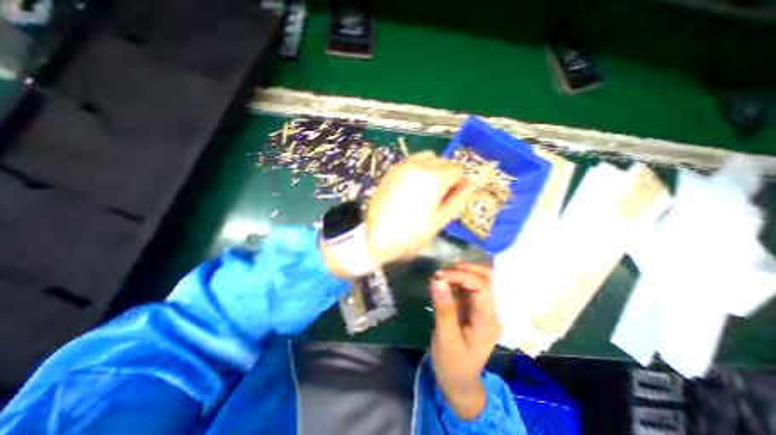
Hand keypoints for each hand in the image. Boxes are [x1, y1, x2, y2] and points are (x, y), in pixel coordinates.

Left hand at [368, 151, 476, 265]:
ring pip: (427, 157)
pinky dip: (418, 169)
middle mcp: (419, 166)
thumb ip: (458, 199)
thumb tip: (471, 183)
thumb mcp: (439, 221)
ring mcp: (403, 166)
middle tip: (439, 195)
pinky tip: (412, 186)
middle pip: (443, 161)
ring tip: (426, 189)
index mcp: (434, 178)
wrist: (376, 238)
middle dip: (446, 175)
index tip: (452, 195)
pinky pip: (411, 161)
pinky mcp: (392, 170)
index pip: (457, 169)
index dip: (458, 183)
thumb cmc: (410, 235)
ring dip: (432, 169)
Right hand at [430, 262, 503, 420]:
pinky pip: (466, 287)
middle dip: (464, 269)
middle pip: (486, 277)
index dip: (461, 275)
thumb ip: (444, 308)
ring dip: (458, 273)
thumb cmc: (453, 365)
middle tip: (442, 272)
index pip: (482, 286)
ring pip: (476, 278)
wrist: (459, 383)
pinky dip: (454, 280)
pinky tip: (441, 284)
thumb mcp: (446, 339)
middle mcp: (489, 310)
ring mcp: (482, 308)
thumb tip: (438, 280)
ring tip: (439, 277)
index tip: (439, 275)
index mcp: (488, 320)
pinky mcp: (472, 307)